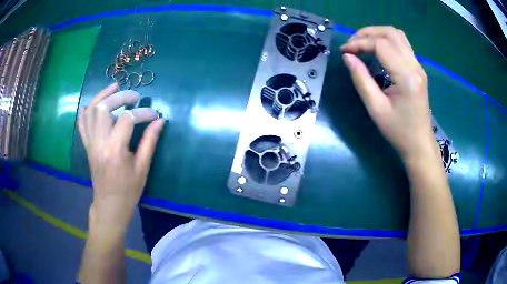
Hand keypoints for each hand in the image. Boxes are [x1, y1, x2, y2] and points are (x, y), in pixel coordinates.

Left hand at [78, 83, 164, 228]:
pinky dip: (88, 110)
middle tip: (135, 96)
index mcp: (114, 150)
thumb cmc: (128, 190)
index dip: (143, 113)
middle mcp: (99, 143)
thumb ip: (150, 141)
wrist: (110, 205)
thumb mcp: (142, 168)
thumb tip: (160, 121)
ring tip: (115, 88)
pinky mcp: (87, 146)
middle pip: (104, 108)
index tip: (154, 115)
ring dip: (102, 95)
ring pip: (91, 111)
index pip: (127, 119)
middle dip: (121, 96)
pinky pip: (82, 123)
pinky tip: (96, 103)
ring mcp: (90, 143)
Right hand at [340, 26, 435, 162]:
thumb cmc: (398, 131)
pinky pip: (402, 44)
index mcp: (406, 77)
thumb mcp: (376, 108)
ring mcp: (418, 66)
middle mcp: (415, 66)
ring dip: (377, 34)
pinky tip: (376, 51)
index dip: (360, 43)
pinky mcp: (418, 69)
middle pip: (390, 33)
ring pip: (397, 35)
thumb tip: (348, 57)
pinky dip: (386, 41)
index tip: (345, 51)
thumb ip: (361, 79)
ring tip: (362, 44)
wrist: (419, 144)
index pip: (381, 45)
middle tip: (352, 44)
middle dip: (368, 33)